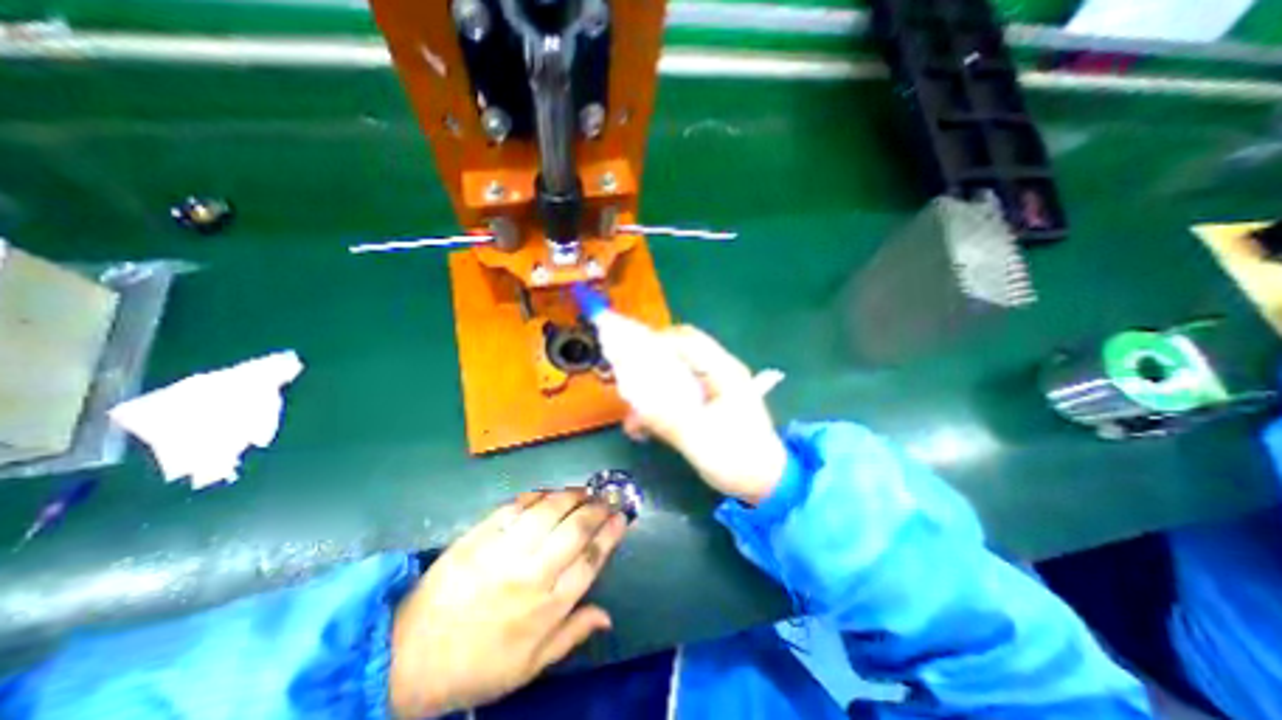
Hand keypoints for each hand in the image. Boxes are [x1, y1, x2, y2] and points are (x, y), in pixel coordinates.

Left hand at [390, 486, 630, 717]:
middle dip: (597, 509)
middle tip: (608, 498)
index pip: (590, 560)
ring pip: (550, 511)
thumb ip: (572, 635)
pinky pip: (516, 506)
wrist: (410, 655)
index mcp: (547, 607)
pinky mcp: (481, 535)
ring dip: (572, 495)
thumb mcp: (529, 666)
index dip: (610, 534)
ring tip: (584, 490)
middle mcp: (532, 573)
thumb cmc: (477, 664)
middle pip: (576, 530)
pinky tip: (548, 493)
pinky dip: (537, 495)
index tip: (622, 517)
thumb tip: (607, 615)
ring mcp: (505, 550)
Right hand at [624, 327, 787, 506]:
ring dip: (651, 387)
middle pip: (679, 352)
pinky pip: (677, 393)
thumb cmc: (738, 459)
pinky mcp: (707, 403)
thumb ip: (667, 420)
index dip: (656, 342)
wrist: (765, 483)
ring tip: (631, 411)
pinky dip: (658, 404)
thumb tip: (634, 407)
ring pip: (675, 372)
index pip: (687, 340)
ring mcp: (713, 387)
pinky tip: (643, 426)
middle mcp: (718, 372)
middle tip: (626, 379)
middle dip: (649, 363)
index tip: (629, 356)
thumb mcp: (700, 440)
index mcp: (724, 372)